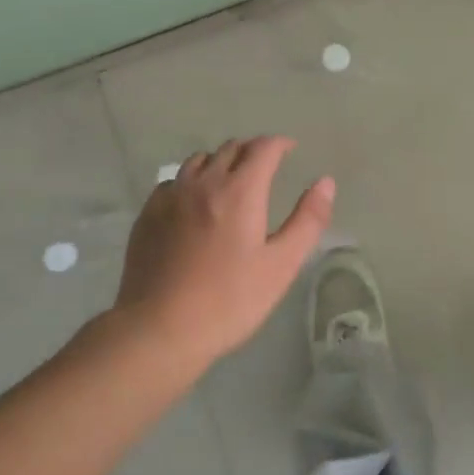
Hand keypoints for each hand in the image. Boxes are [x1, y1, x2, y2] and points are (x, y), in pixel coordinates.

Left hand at [110, 136, 334, 367]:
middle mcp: (204, 183)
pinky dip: (191, 181)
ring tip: (230, 180)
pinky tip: (193, 203)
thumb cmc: (229, 301)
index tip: (290, 150)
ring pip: (199, 160)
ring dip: (220, 161)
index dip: (280, 144)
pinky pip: (173, 181)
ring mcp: (171, 197)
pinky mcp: (148, 215)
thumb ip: (308, 220)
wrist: (159, 330)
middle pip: (231, 148)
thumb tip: (325, 182)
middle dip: (252, 150)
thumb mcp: (281, 265)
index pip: (263, 148)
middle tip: (265, 167)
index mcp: (240, 191)